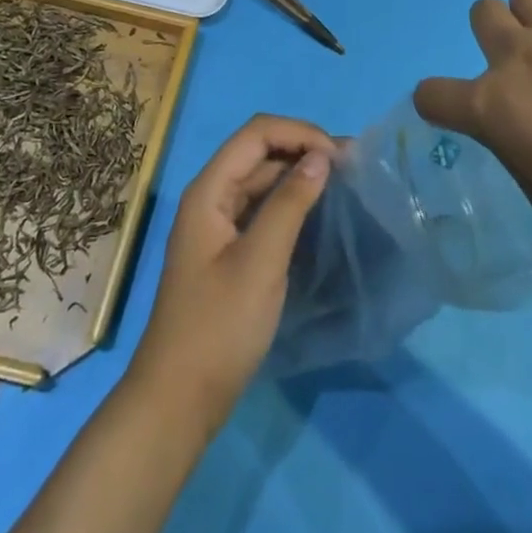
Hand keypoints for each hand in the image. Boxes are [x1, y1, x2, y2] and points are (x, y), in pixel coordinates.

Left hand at [130, 115, 334, 430]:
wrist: (179, 399)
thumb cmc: (218, 327)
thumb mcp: (260, 262)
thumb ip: (290, 204)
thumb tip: (321, 157)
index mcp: (209, 190)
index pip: (256, 134)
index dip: (299, 133)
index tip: (342, 156)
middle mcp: (211, 197)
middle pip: (259, 152)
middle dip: (304, 150)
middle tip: (353, 168)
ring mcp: (218, 224)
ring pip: (262, 180)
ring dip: (300, 175)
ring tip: (344, 184)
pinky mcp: (229, 250)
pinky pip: (262, 209)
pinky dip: (290, 202)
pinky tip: (318, 213)